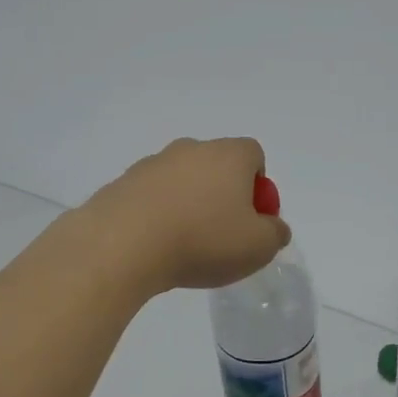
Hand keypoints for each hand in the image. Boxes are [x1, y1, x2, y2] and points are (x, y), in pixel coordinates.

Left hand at [85, 138, 290, 293]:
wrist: (123, 244)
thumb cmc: (202, 240)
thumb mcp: (257, 247)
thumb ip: (275, 234)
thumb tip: (273, 227)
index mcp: (228, 155)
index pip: (253, 155)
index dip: (258, 186)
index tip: (252, 218)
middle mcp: (191, 149)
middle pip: (216, 165)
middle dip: (222, 195)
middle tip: (221, 234)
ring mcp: (153, 163)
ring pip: (181, 180)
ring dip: (187, 204)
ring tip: (183, 245)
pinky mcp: (122, 182)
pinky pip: (151, 196)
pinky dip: (157, 214)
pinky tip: (154, 246)